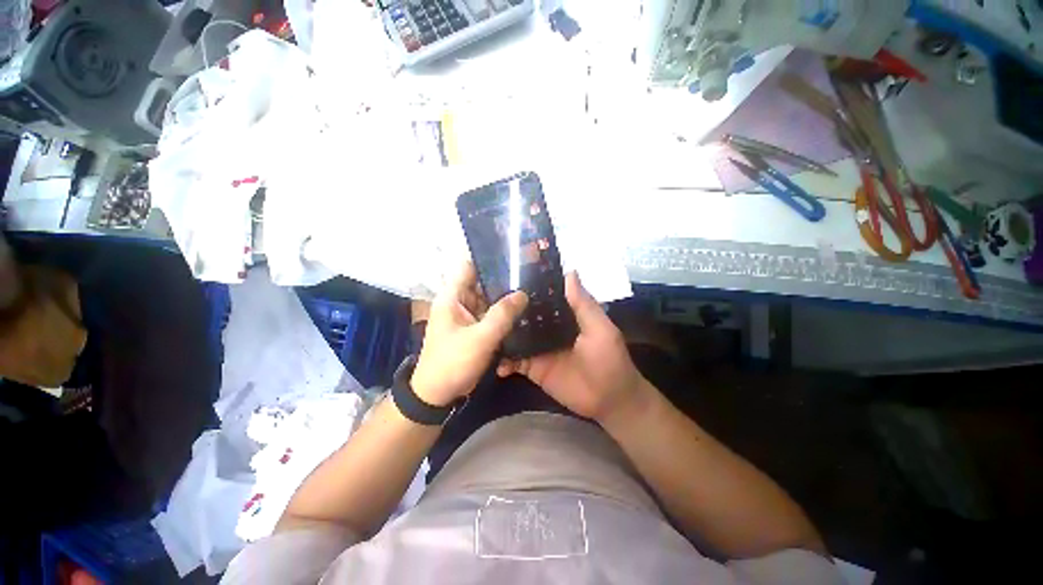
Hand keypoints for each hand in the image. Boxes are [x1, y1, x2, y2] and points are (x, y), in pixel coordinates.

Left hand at [411, 262, 528, 406]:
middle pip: (482, 282)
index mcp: (452, 297)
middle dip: (503, 279)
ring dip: (505, 297)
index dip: (488, 258)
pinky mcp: (474, 328)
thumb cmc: (453, 362)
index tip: (513, 256)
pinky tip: (522, 310)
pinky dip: (503, 312)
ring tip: (531, 289)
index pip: (469, 266)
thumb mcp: (480, 338)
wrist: (438, 394)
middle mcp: (459, 301)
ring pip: (488, 299)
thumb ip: (501, 315)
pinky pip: (490, 314)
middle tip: (529, 274)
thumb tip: (522, 294)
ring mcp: (467, 315)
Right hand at [496, 272, 649, 424]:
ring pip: (515, 337)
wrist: (609, 400)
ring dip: (501, 333)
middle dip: (507, 309)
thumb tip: (570, 272)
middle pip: (524, 315)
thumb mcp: (600, 328)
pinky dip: (503, 361)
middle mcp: (548, 328)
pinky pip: (514, 361)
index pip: (543, 296)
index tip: (507, 274)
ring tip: (481, 326)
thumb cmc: (609, 359)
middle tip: (483, 299)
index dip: (528, 287)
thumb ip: (583, 304)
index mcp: (564, 315)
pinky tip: (493, 359)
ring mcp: (538, 348)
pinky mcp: (533, 368)